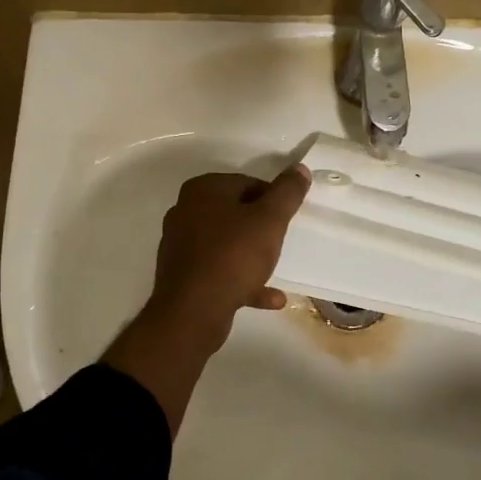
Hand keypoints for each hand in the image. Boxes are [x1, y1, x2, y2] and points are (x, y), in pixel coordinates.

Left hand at [103, 165, 311, 429]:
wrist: (193, 311)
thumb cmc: (233, 256)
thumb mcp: (270, 220)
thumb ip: (287, 193)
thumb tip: (299, 168)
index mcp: (203, 190)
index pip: (247, 182)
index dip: (272, 200)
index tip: (287, 219)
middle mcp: (186, 211)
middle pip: (235, 212)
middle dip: (260, 227)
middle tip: (280, 241)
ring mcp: (181, 244)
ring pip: (226, 243)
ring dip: (252, 256)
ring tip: (274, 268)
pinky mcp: (182, 274)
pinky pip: (218, 271)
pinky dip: (243, 280)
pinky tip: (271, 297)